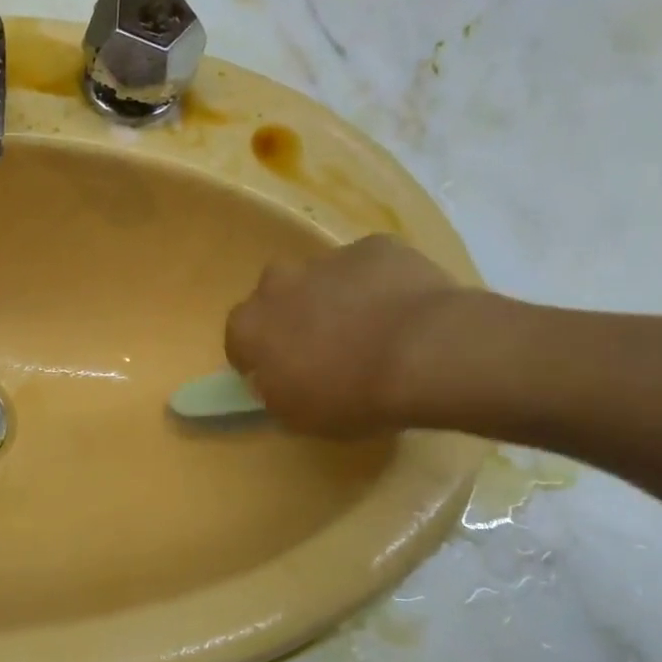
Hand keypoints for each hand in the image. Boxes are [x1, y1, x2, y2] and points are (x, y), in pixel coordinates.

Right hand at [225, 235, 467, 437]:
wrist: (424, 353)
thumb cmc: (349, 395)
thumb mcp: (297, 415)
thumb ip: (273, 392)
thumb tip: (273, 379)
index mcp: (251, 325)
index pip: (237, 338)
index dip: (256, 356)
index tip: (277, 373)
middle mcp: (278, 283)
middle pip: (276, 297)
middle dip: (292, 316)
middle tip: (322, 347)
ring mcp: (328, 259)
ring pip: (323, 278)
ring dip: (335, 298)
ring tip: (370, 330)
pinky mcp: (376, 246)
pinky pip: (369, 267)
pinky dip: (378, 285)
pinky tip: (403, 311)